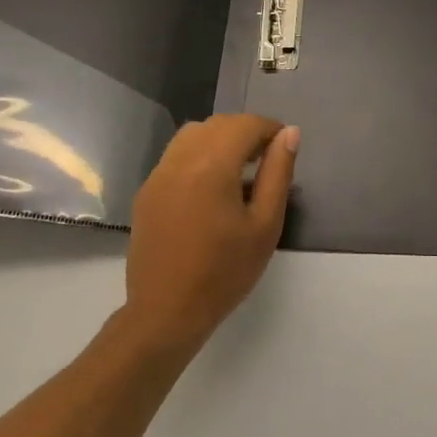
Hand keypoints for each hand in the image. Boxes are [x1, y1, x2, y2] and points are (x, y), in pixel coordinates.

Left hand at [123, 115, 298, 353]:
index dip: (270, 129)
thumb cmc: (224, 272)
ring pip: (193, 134)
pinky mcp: (147, 191)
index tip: (286, 148)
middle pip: (218, 124)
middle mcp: (180, 159)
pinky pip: (176, 155)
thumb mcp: (265, 225)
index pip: (245, 125)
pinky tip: (211, 188)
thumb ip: (278, 173)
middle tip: (268, 159)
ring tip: (240, 170)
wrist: (165, 312)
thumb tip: (290, 134)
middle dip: (246, 132)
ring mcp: (158, 174)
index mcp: (211, 165)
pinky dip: (199, 155)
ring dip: (220, 139)